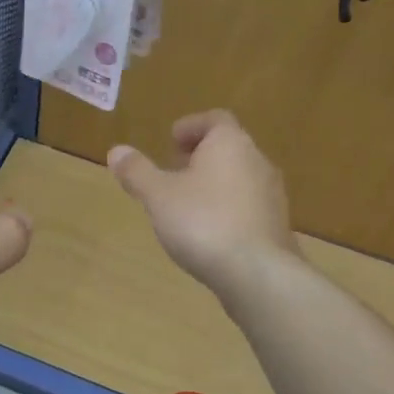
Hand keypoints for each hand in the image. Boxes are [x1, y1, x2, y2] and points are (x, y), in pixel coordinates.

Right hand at [108, 110, 300, 298]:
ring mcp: (272, 194)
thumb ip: (137, 172)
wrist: (257, 273)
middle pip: (229, 148)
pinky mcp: (277, 225)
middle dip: (201, 156)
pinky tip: (209, 231)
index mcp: (230, 143)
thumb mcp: (158, 196)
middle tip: (174, 170)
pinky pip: (248, 205)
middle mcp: (257, 161)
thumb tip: (116, 151)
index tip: (171, 141)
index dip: (191, 126)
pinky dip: (228, 208)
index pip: (215, 120)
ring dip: (215, 182)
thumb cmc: (203, 222)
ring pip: (240, 177)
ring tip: (188, 203)